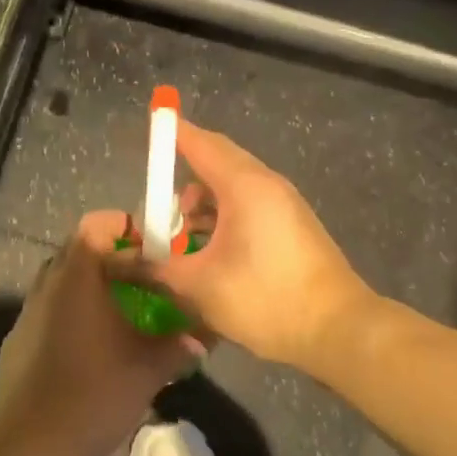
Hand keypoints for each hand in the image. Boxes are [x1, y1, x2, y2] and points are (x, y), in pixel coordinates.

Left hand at [0, 212, 199, 455]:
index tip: (150, 245)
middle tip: (142, 279)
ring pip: (60, 284)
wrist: (32, 444)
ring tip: (119, 313)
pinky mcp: (15, 344)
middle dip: (110, 259)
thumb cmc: (96, 391)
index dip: (123, 227)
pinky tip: (89, 348)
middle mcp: (46, 286)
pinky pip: (47, 314)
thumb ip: (179, 346)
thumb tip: (205, 338)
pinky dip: (70, 316)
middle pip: (76, 252)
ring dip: (88, 289)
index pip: (95, 225)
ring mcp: (26, 315)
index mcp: (77, 277)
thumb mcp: (149, 368)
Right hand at [124, 122, 372, 369]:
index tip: (152, 126)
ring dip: (204, 206)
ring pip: (235, 190)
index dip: (173, 134)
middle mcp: (268, 186)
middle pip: (219, 164)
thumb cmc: (265, 298)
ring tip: (180, 238)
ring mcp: (286, 207)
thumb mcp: (199, 285)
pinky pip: (251, 209)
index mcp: (245, 186)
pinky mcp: (294, 229)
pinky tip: (210, 251)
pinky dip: (225, 219)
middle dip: (183, 181)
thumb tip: (118, 262)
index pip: (202, 144)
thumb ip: (155, 268)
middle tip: (158, 208)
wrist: (338, 330)